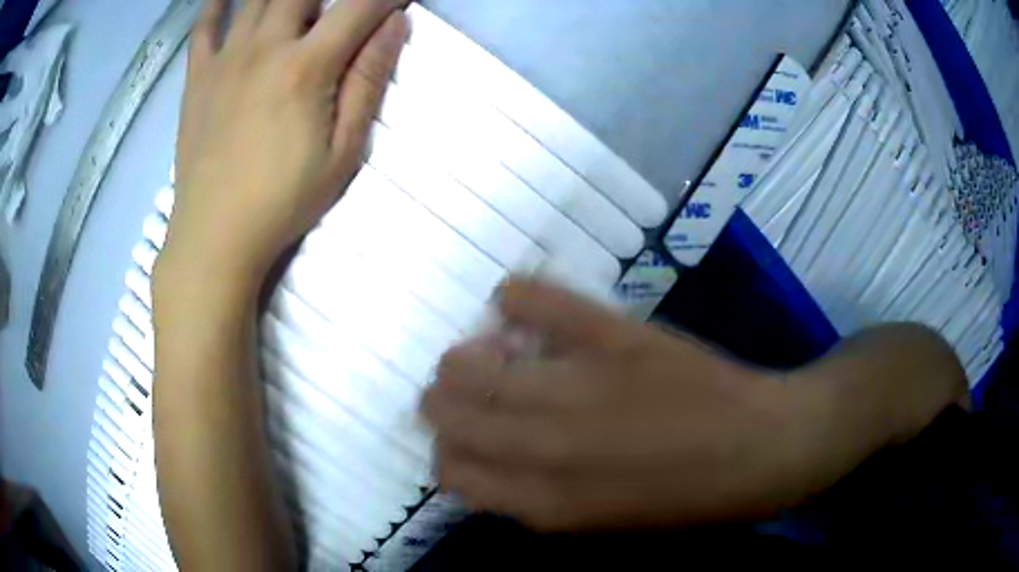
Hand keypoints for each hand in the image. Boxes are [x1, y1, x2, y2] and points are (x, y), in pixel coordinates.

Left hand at [159, 0, 408, 288]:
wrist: (214, 236)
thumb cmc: (283, 200)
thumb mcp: (343, 151)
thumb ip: (368, 81)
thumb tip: (396, 25)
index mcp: (306, 66)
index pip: (358, 8)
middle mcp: (265, 47)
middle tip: (340, 6)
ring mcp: (226, 59)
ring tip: (297, 5)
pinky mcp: (197, 77)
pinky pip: (203, 28)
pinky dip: (215, 5)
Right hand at [422, 279, 820, 531]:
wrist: (759, 449)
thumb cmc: (682, 497)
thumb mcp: (597, 521)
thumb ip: (532, 497)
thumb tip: (487, 455)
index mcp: (544, 502)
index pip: (447, 470)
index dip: (446, 447)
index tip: (463, 432)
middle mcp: (546, 449)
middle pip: (444, 410)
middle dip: (443, 396)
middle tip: (469, 383)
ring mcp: (579, 387)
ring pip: (470, 362)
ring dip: (466, 353)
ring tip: (492, 348)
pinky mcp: (615, 337)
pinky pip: (537, 301)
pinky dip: (514, 297)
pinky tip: (517, 304)